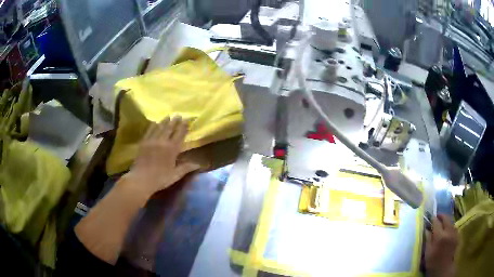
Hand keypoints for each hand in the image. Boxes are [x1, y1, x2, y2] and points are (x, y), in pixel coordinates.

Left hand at [124, 116, 199, 197]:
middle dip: (175, 121)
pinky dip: (153, 126)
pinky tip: (154, 123)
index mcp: (172, 149)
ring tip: (168, 116)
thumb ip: (186, 168)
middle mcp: (162, 141)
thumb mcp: (175, 175)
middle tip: (178, 115)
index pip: (180, 134)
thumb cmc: (160, 179)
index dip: (184, 127)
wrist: (141, 179)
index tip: (187, 119)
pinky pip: (149, 131)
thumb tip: (198, 164)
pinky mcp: (143, 142)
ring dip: (164, 121)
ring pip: (159, 127)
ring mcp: (151, 140)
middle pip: (170, 128)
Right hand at [425, 214, 458, 276]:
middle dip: (442, 216)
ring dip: (447, 222)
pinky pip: (454, 228)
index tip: (431, 218)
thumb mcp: (427, 253)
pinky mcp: (457, 236)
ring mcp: (454, 233)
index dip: (433, 219)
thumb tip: (426, 229)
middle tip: (437, 217)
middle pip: (446, 218)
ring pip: (451, 222)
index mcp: (440, 236)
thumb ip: (428, 240)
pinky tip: (448, 232)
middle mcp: (448, 232)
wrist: (443, 269)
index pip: (437, 222)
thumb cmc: (433, 262)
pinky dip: (450, 227)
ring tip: (443, 225)